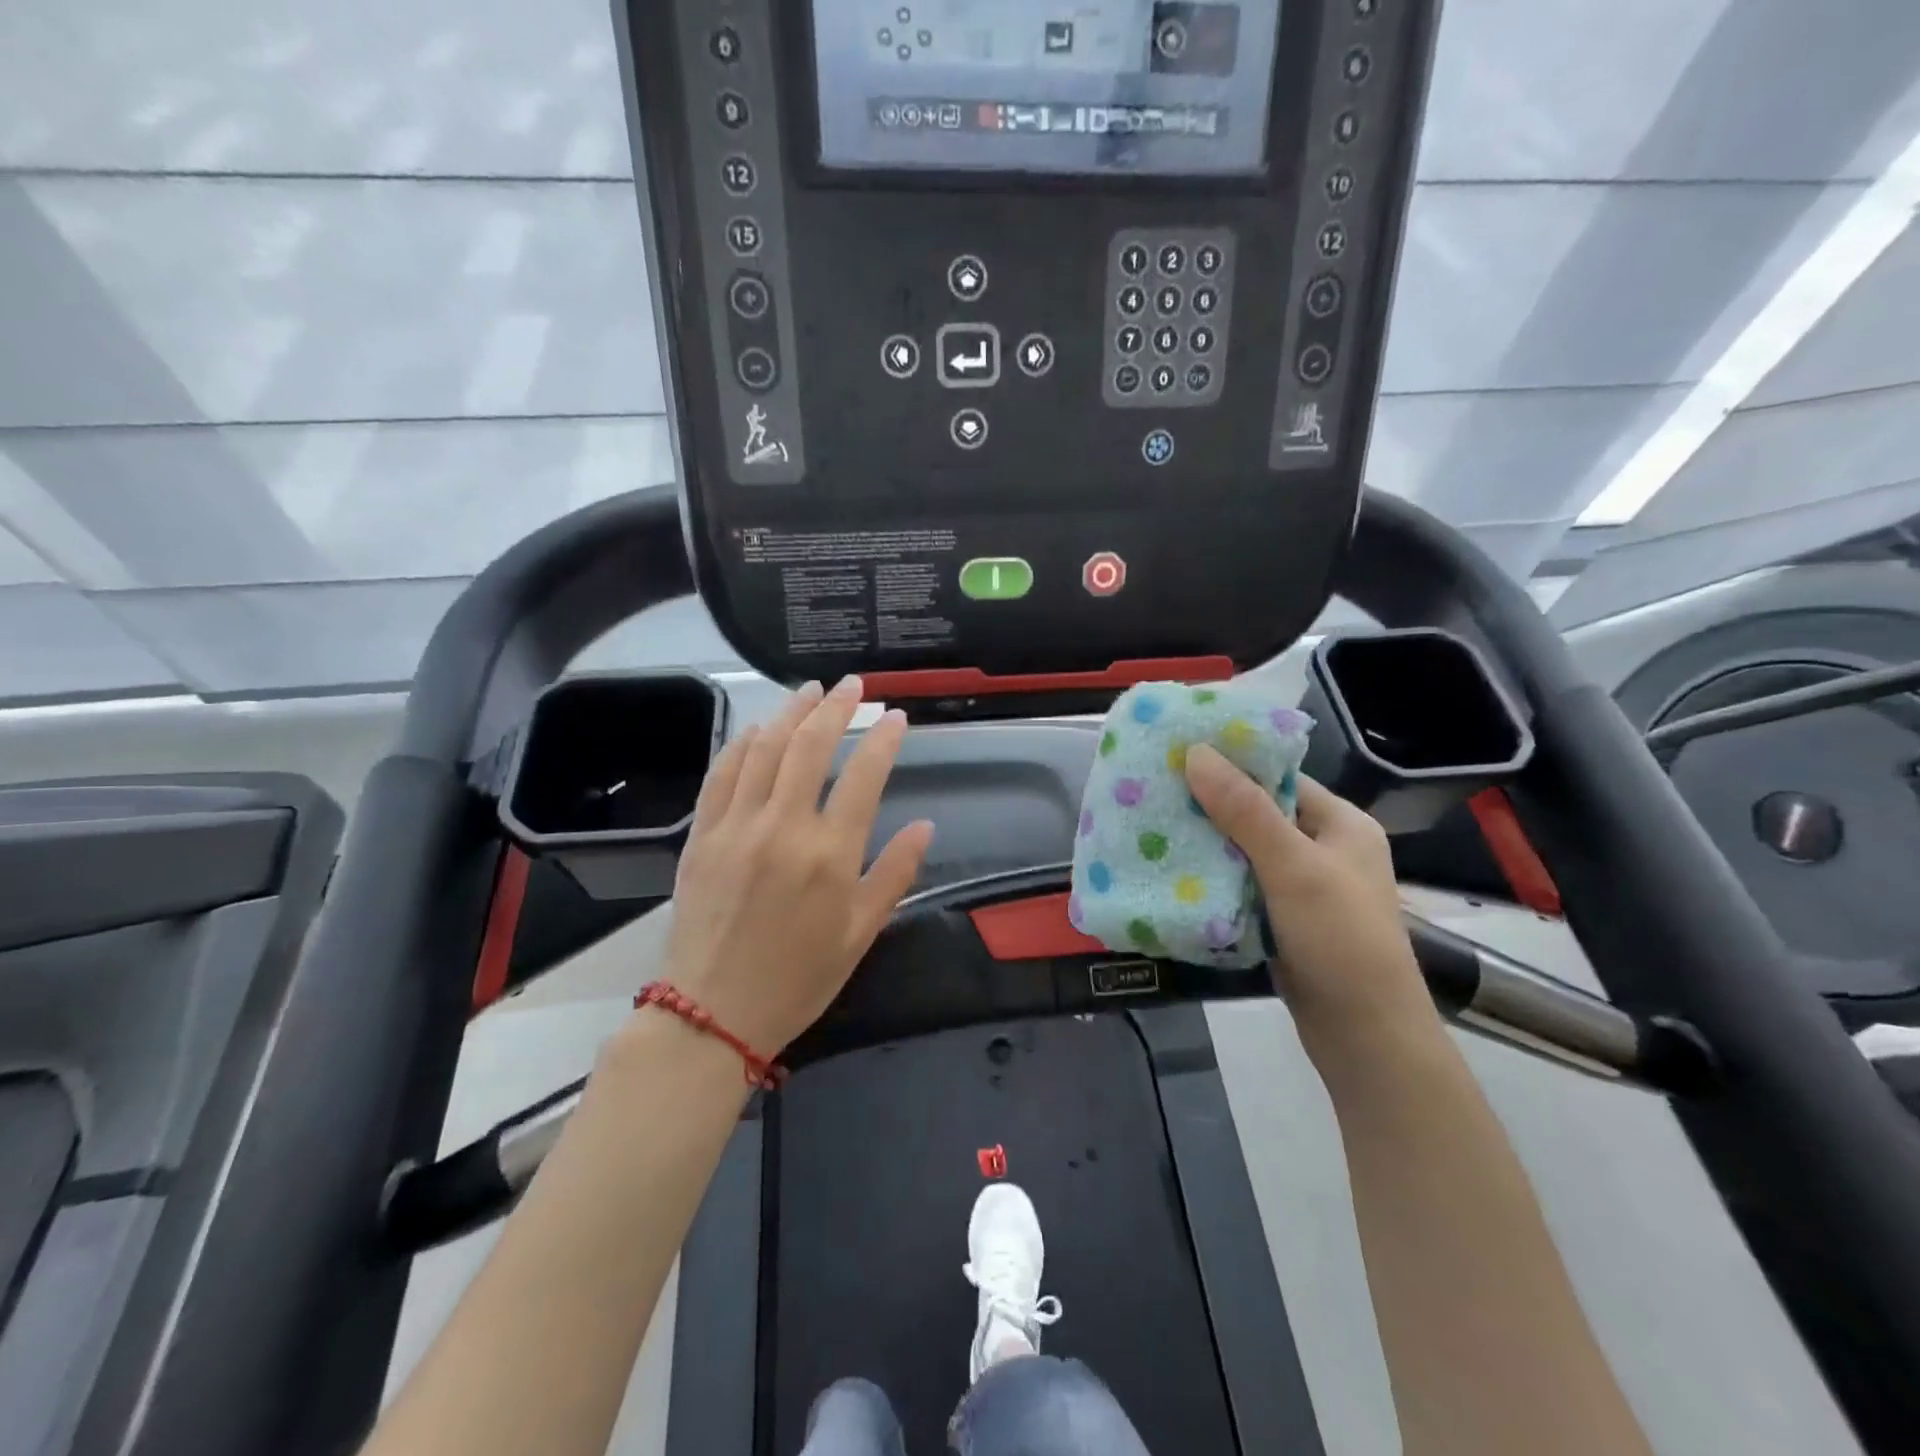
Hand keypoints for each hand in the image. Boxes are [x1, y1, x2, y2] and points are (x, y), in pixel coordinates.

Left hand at [660, 676, 932, 1055]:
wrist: (711, 1013)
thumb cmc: (798, 979)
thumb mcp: (860, 934)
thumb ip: (895, 874)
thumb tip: (926, 826)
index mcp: (830, 855)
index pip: (864, 776)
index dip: (884, 739)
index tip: (896, 718)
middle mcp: (784, 827)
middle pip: (811, 746)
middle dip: (837, 707)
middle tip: (853, 685)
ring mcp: (737, 826)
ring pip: (765, 749)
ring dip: (790, 712)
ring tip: (811, 691)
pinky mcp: (702, 834)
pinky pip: (722, 774)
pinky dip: (742, 744)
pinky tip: (757, 729)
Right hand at [1184, 744, 1437, 1051]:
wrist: (1364, 1037)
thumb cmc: (1340, 940)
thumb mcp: (1293, 867)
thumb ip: (1245, 810)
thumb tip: (1196, 752)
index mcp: (1342, 824)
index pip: (1279, 778)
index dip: (1231, 766)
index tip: (1177, 757)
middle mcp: (1325, 849)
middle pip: (1259, 813)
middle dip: (1210, 806)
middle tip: (1154, 793)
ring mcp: (1305, 887)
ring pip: (1246, 852)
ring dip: (1207, 844)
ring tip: (1153, 827)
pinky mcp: (1284, 919)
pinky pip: (1243, 885)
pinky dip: (1214, 878)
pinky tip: (1174, 872)